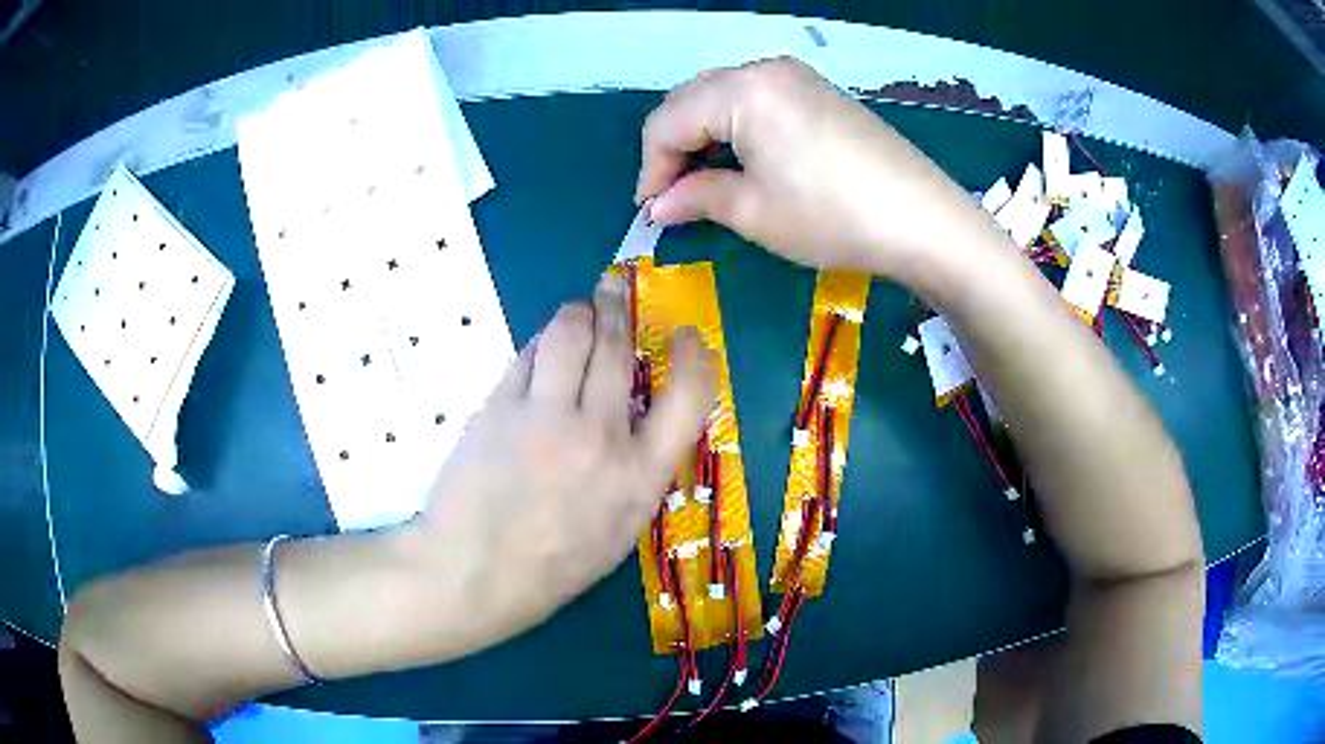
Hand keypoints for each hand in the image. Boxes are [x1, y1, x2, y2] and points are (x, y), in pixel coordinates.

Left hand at [419, 282, 714, 643]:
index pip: (689, 395)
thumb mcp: (621, 531)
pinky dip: (541, 343)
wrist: (475, 573)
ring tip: (578, 312)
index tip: (687, 335)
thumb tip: (638, 422)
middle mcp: (599, 436)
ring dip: (578, 314)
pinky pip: (528, 355)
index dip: (695, 355)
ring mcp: (545, 416)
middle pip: (616, 348)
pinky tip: (543, 348)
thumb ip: (637, 472)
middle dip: (618, 309)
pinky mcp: (499, 406)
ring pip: (569, 335)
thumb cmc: (554, 566)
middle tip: (614, 291)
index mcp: (640, 475)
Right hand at [638, 57, 995, 287]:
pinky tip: (744, 162)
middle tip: (674, 197)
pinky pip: (757, 101)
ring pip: (723, 98)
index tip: (650, 211)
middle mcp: (765, 69)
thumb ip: (696, 198)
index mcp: (742, 89)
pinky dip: (736, 130)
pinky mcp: (819, 93)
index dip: (651, 168)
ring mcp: (797, 77)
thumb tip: (658, 205)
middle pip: (693, 101)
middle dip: (674, 148)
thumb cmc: (831, 216)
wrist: (923, 220)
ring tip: (706, 183)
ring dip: (703, 137)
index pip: (668, 121)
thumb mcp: (754, 212)